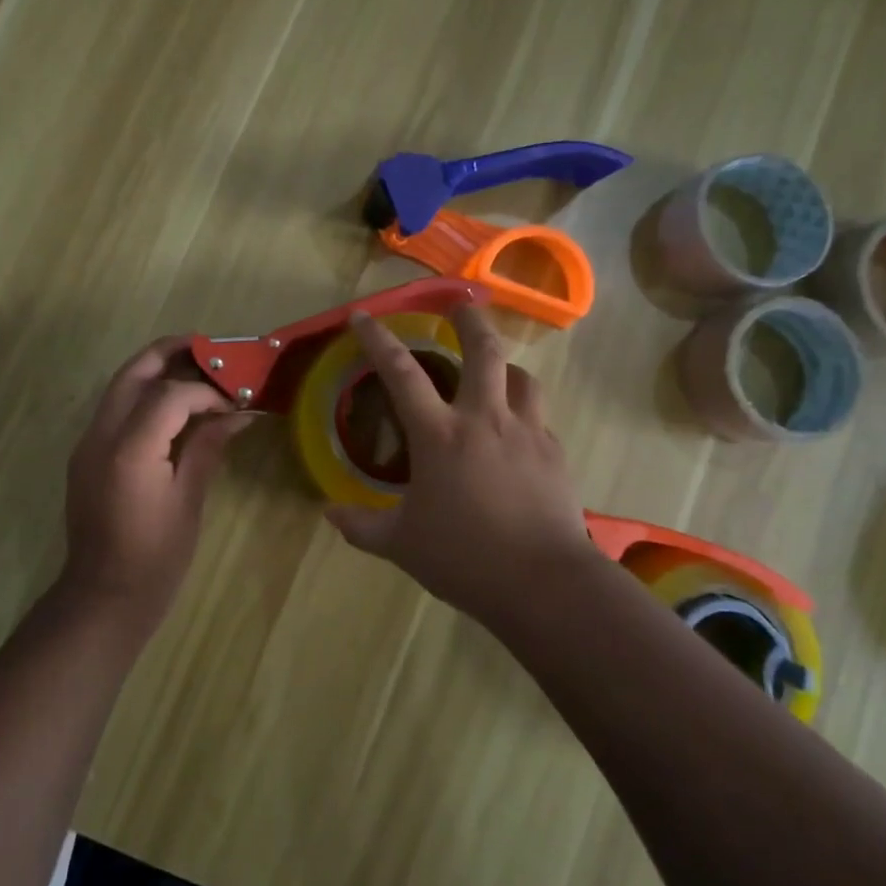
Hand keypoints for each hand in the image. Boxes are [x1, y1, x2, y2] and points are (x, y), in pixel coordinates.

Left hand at [60, 336, 251, 634]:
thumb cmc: (155, 558)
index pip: (170, 394)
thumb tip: (239, 415)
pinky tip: (172, 406)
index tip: (235, 401)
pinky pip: (114, 409)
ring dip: (154, 369)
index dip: (207, 391)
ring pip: (119, 386)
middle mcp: (101, 436)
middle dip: (169, 353)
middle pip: (133, 372)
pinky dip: (143, 395)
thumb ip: (208, 448)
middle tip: (207, 346)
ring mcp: (87, 444)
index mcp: (130, 450)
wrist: (102, 598)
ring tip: (194, 367)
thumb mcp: (188, 501)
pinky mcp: (86, 455)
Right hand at [326, 305, 602, 628]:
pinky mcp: (555, 453)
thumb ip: (362, 527)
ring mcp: (526, 432)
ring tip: (496, 369)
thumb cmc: (465, 558)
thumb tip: (330, 514)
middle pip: (483, 350)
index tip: (363, 316)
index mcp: (440, 435)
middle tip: (461, 303)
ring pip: (521, 376)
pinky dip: (525, 411)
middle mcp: (484, 419)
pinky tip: (518, 431)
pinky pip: (539, 417)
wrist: (544, 582)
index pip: (401, 373)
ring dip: (505, 365)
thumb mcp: (402, 545)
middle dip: (469, 319)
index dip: (378, 340)